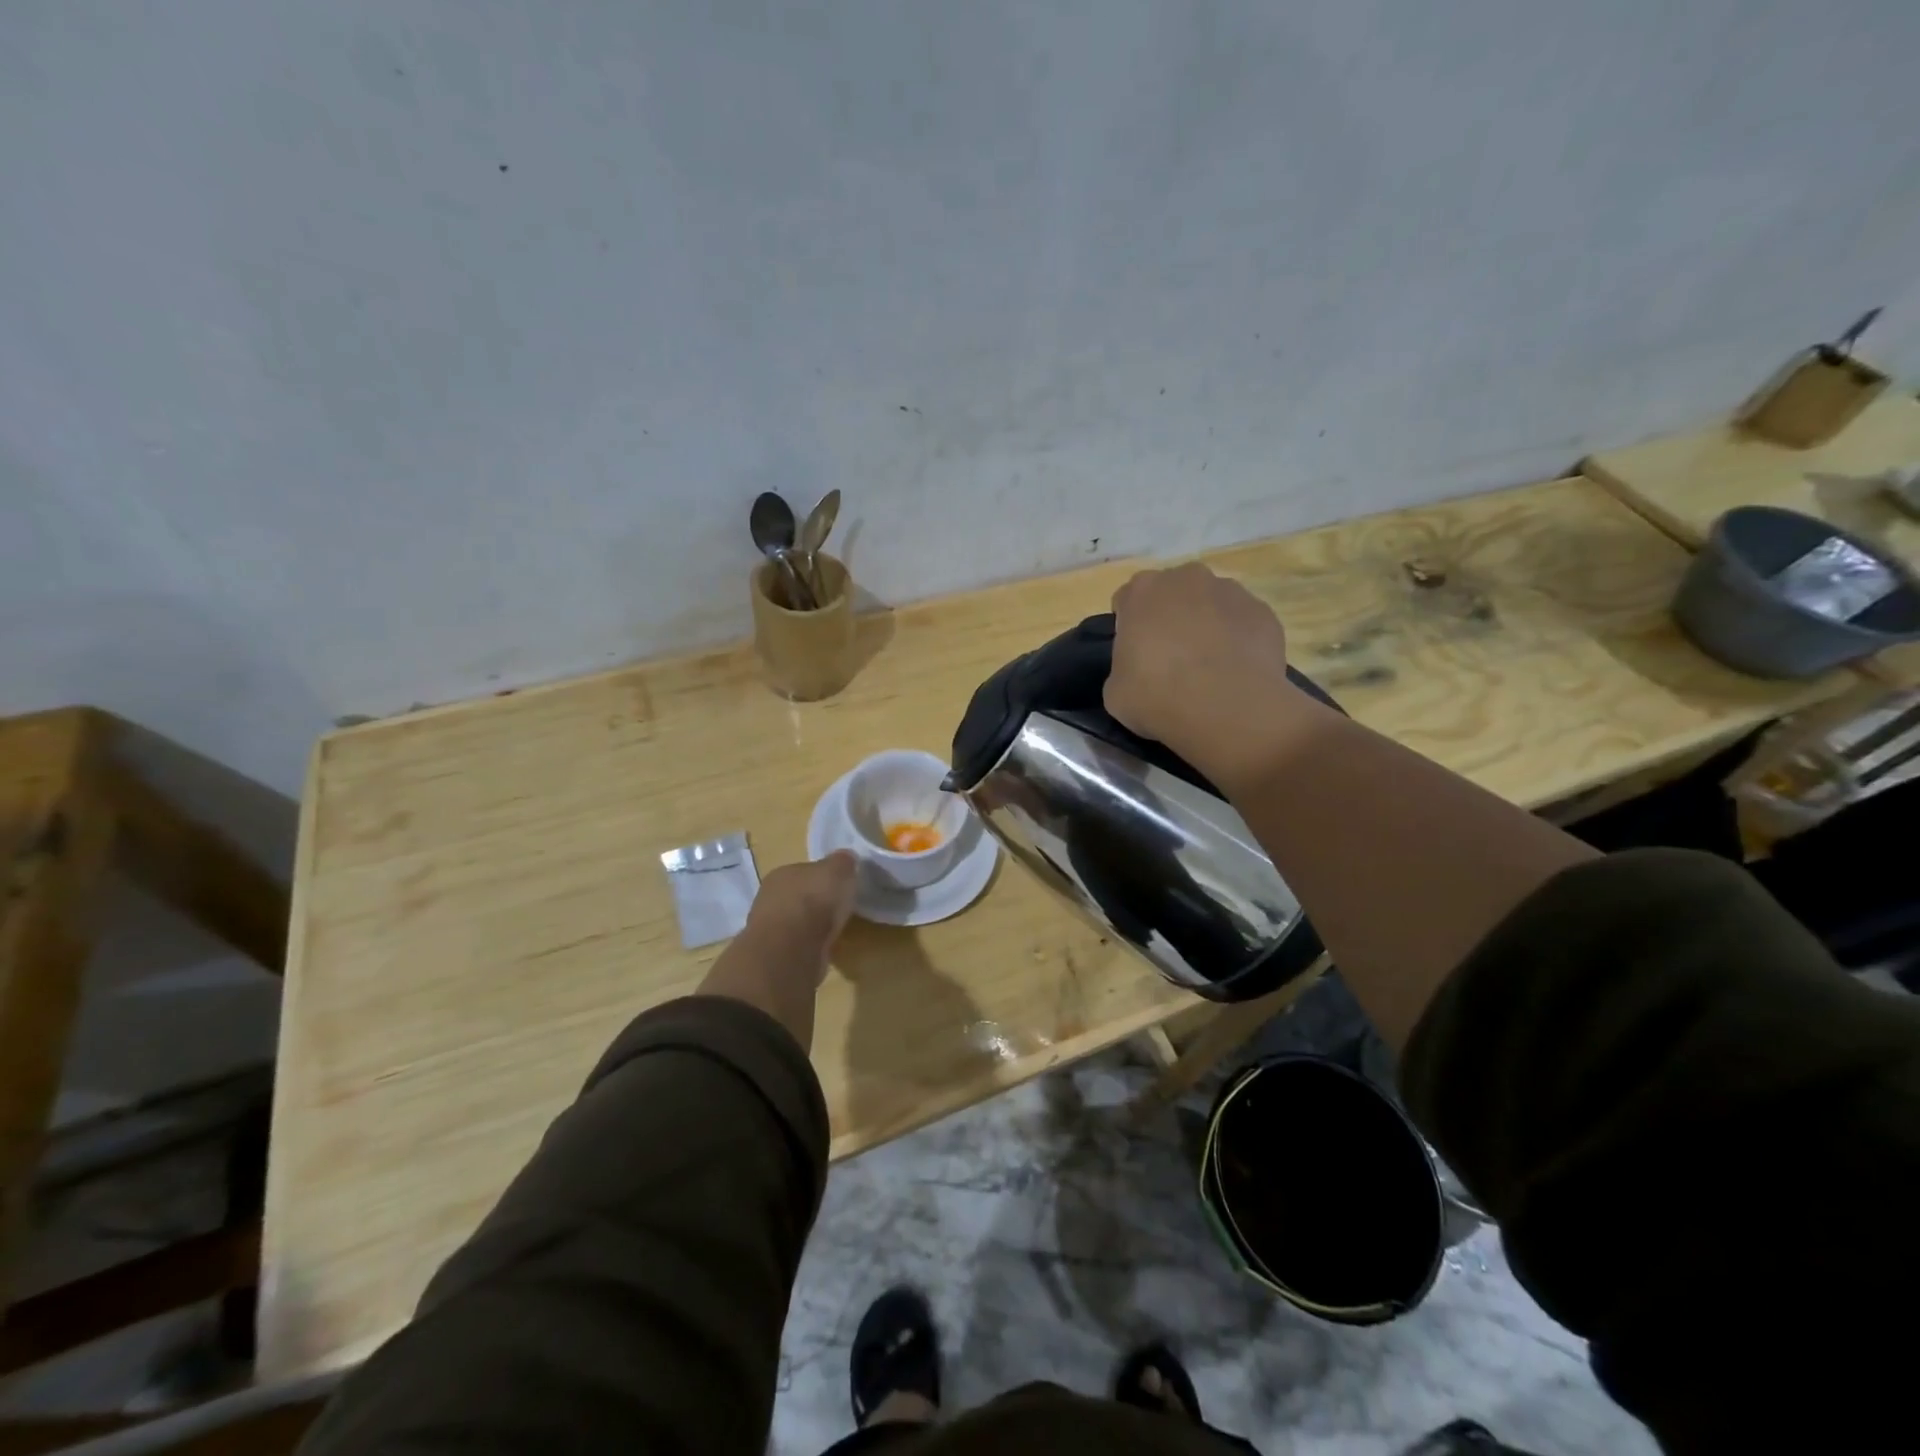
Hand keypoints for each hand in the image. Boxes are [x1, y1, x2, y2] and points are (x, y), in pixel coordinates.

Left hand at [743, 850, 857, 986]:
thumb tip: (846, 859)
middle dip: (817, 901)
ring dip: (812, 926)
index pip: (805, 870)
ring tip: (834, 931)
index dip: (824, 876)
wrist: (792, 950)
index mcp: (783, 872)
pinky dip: (809, 946)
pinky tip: (823, 950)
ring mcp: (769, 929)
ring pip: (796, 921)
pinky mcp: (774, 956)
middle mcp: (770, 897)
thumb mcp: (839, 869)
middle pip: (799, 895)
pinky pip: (797, 945)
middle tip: (839, 908)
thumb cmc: (814, 901)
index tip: (841, 885)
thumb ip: (842, 862)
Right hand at [1105, 563, 1318, 791]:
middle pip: (1172, 593)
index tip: (1135, 655)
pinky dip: (1238, 640)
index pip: (1128, 600)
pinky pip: (1242, 622)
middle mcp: (1186, 578)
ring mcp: (1230, 591)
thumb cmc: (1157, 696)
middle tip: (1170, 659)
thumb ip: (1122, 669)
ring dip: (1206, 625)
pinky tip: (1235, 672)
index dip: (1130, 628)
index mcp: (1142, 591)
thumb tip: (1137, 671)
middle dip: (1170, 618)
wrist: (1226, 708)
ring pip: (1211, 603)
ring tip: (1208, 668)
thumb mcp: (1115, 692)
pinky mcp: (1263, 611)